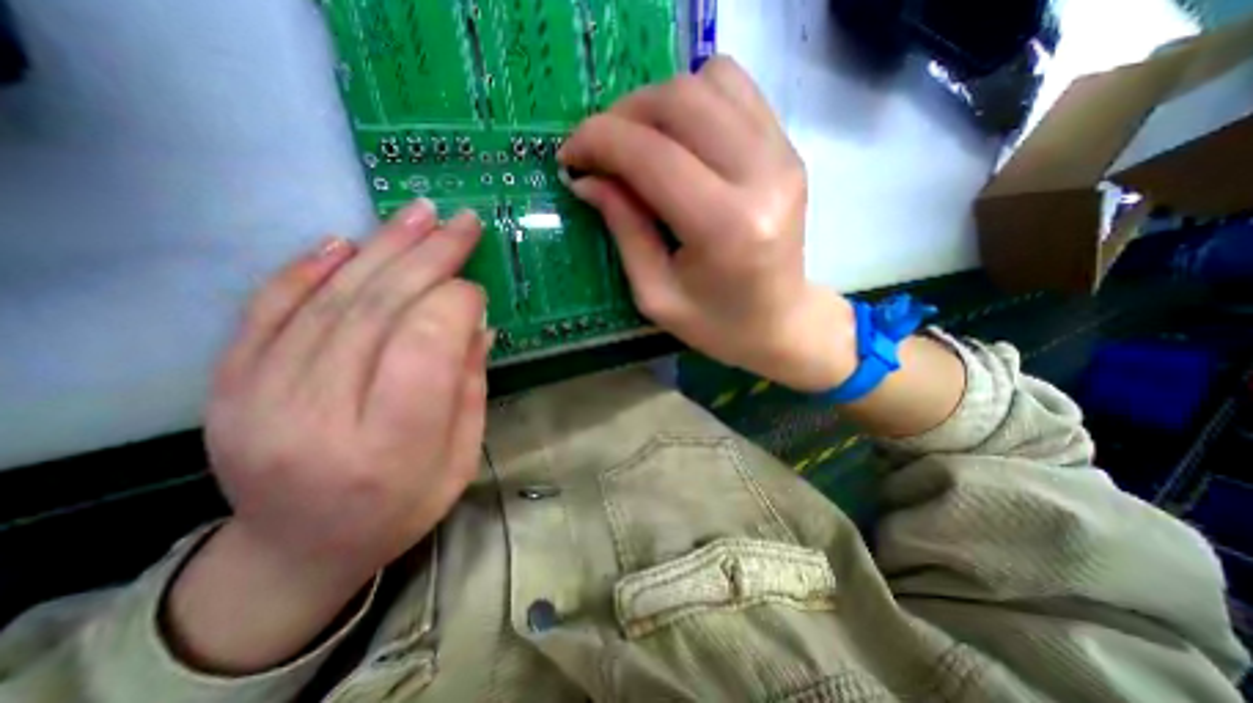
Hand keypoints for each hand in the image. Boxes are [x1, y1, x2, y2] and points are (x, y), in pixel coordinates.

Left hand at [170, 199, 487, 669]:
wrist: (298, 548)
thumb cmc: (401, 507)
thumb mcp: (461, 457)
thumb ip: (469, 386)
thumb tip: (477, 322)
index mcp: (390, 449)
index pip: (424, 348)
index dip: (456, 305)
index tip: (478, 290)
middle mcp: (318, 419)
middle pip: (377, 313)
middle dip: (428, 258)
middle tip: (460, 223)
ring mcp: (259, 399)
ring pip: (329, 300)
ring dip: (381, 249)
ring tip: (418, 215)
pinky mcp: (228, 384)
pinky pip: (267, 310)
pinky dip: (308, 268)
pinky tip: (345, 241)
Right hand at [557, 55, 850, 392]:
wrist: (782, 322)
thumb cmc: (717, 324)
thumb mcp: (656, 295)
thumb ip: (624, 229)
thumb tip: (587, 177)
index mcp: (725, 227)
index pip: (651, 155)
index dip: (599, 142)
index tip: (570, 156)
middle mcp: (761, 177)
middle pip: (680, 101)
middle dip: (622, 116)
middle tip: (600, 151)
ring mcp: (782, 155)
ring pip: (708, 81)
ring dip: (658, 104)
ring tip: (638, 145)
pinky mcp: (788, 149)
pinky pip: (735, 90)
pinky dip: (694, 101)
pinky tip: (679, 139)